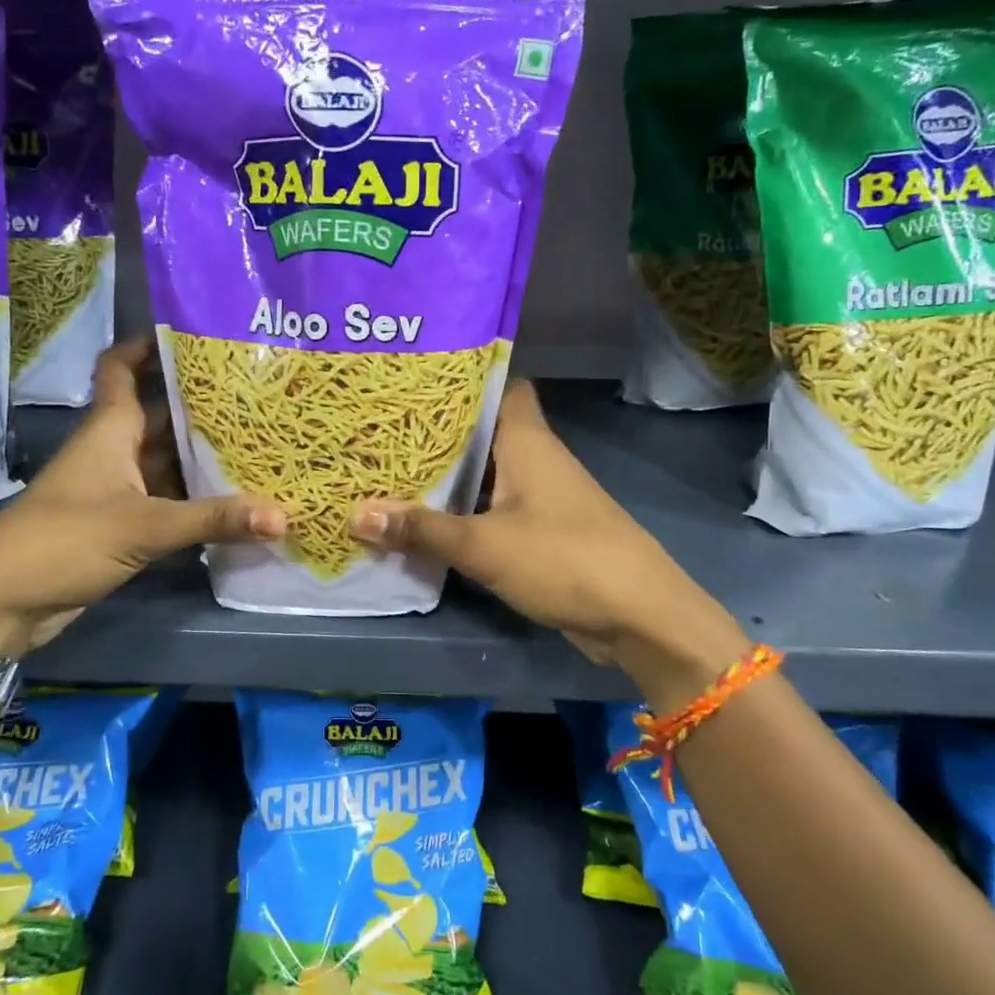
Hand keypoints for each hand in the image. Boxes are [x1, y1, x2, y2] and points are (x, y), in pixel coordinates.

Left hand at [0, 337, 284, 653]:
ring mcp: (117, 489)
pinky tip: (235, 499)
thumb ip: (213, 519)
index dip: (149, 345)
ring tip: (260, 441)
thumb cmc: (63, 541)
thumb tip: (283, 516)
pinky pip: (167, 499)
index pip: (122, 368)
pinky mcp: (121, 525)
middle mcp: (114, 451)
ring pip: (167, 460)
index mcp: (110, 430)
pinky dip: (196, 498)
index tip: (194, 332)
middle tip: (256, 394)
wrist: (2, 604)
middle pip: (160, 414)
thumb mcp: (143, 526)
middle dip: (201, 404)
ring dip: (204, 455)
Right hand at [350, 382, 749, 692]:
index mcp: (527, 441)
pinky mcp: (543, 530)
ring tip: (392, 468)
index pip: (501, 385)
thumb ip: (422, 529)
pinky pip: (495, 507)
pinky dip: (465, 509)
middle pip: (485, 430)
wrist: (640, 617)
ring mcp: (542, 496)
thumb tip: (355, 514)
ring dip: (450, 474)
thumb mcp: (485, 545)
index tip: (415, 380)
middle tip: (384, 427)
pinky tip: (428, 519)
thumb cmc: (564, 560)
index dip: (463, 378)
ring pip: (488, 471)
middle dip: (439, 431)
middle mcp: (536, 458)